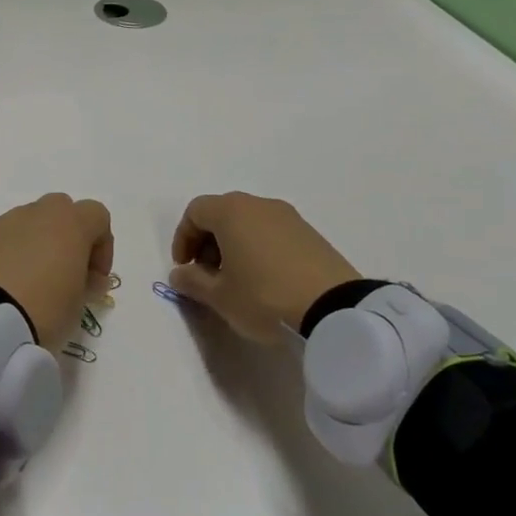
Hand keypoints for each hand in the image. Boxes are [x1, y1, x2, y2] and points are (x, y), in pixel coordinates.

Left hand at [0, 194, 114, 350]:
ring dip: (31, 247)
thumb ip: (88, 285)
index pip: (97, 215)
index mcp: (67, 224)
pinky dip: (1, 257)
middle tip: (61, 275)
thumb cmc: (42, 311)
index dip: (102, 245)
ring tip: (24, 287)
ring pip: (23, 225)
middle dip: (64, 237)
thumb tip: (89, 278)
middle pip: (58, 210)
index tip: (94, 278)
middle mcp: (33, 214)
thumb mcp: (78, 307)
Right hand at [168, 192, 360, 342]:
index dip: (183, 238)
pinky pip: (272, 233)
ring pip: (249, 222)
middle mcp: (259, 205)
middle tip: (208, 274)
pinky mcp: (311, 234)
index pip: (195, 211)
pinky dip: (259, 248)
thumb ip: (192, 282)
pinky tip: (265, 280)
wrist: (335, 310)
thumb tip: (180, 273)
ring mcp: (289, 217)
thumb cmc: (264, 297)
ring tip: (237, 280)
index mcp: (231, 211)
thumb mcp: (220, 297)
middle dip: (208, 241)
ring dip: (234, 245)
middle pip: (222, 213)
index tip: (185, 267)